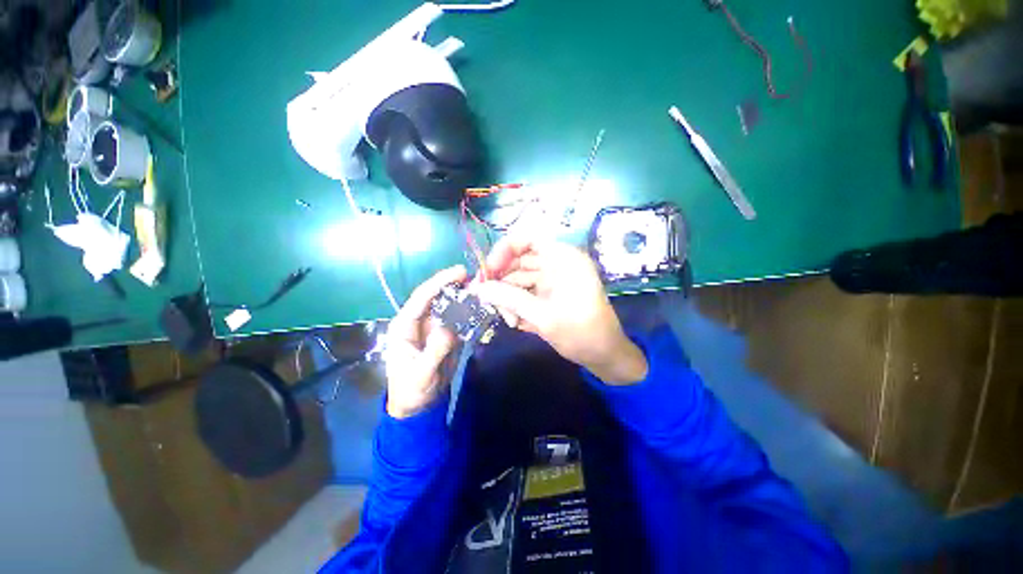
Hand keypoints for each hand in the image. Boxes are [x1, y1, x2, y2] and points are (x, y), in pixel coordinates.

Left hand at [383, 265, 466, 417]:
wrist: (419, 406)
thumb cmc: (412, 391)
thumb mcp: (421, 375)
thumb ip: (434, 352)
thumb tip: (449, 329)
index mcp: (404, 326)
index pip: (421, 297)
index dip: (439, 282)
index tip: (460, 272)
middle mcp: (418, 321)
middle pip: (436, 296)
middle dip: (454, 284)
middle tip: (476, 278)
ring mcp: (433, 326)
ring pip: (448, 305)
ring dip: (464, 296)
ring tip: (482, 288)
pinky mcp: (445, 333)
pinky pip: (458, 317)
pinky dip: (469, 310)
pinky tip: (481, 305)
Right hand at [474, 237, 647, 384]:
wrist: (605, 356)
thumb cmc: (582, 333)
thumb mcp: (544, 316)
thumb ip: (509, 300)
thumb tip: (477, 288)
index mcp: (563, 259)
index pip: (528, 239)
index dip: (504, 250)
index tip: (488, 271)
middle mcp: (557, 264)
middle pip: (519, 260)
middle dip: (502, 280)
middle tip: (487, 299)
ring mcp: (553, 280)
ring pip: (519, 278)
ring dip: (508, 297)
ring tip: (508, 319)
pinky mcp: (549, 295)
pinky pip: (525, 292)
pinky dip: (516, 304)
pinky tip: (515, 321)